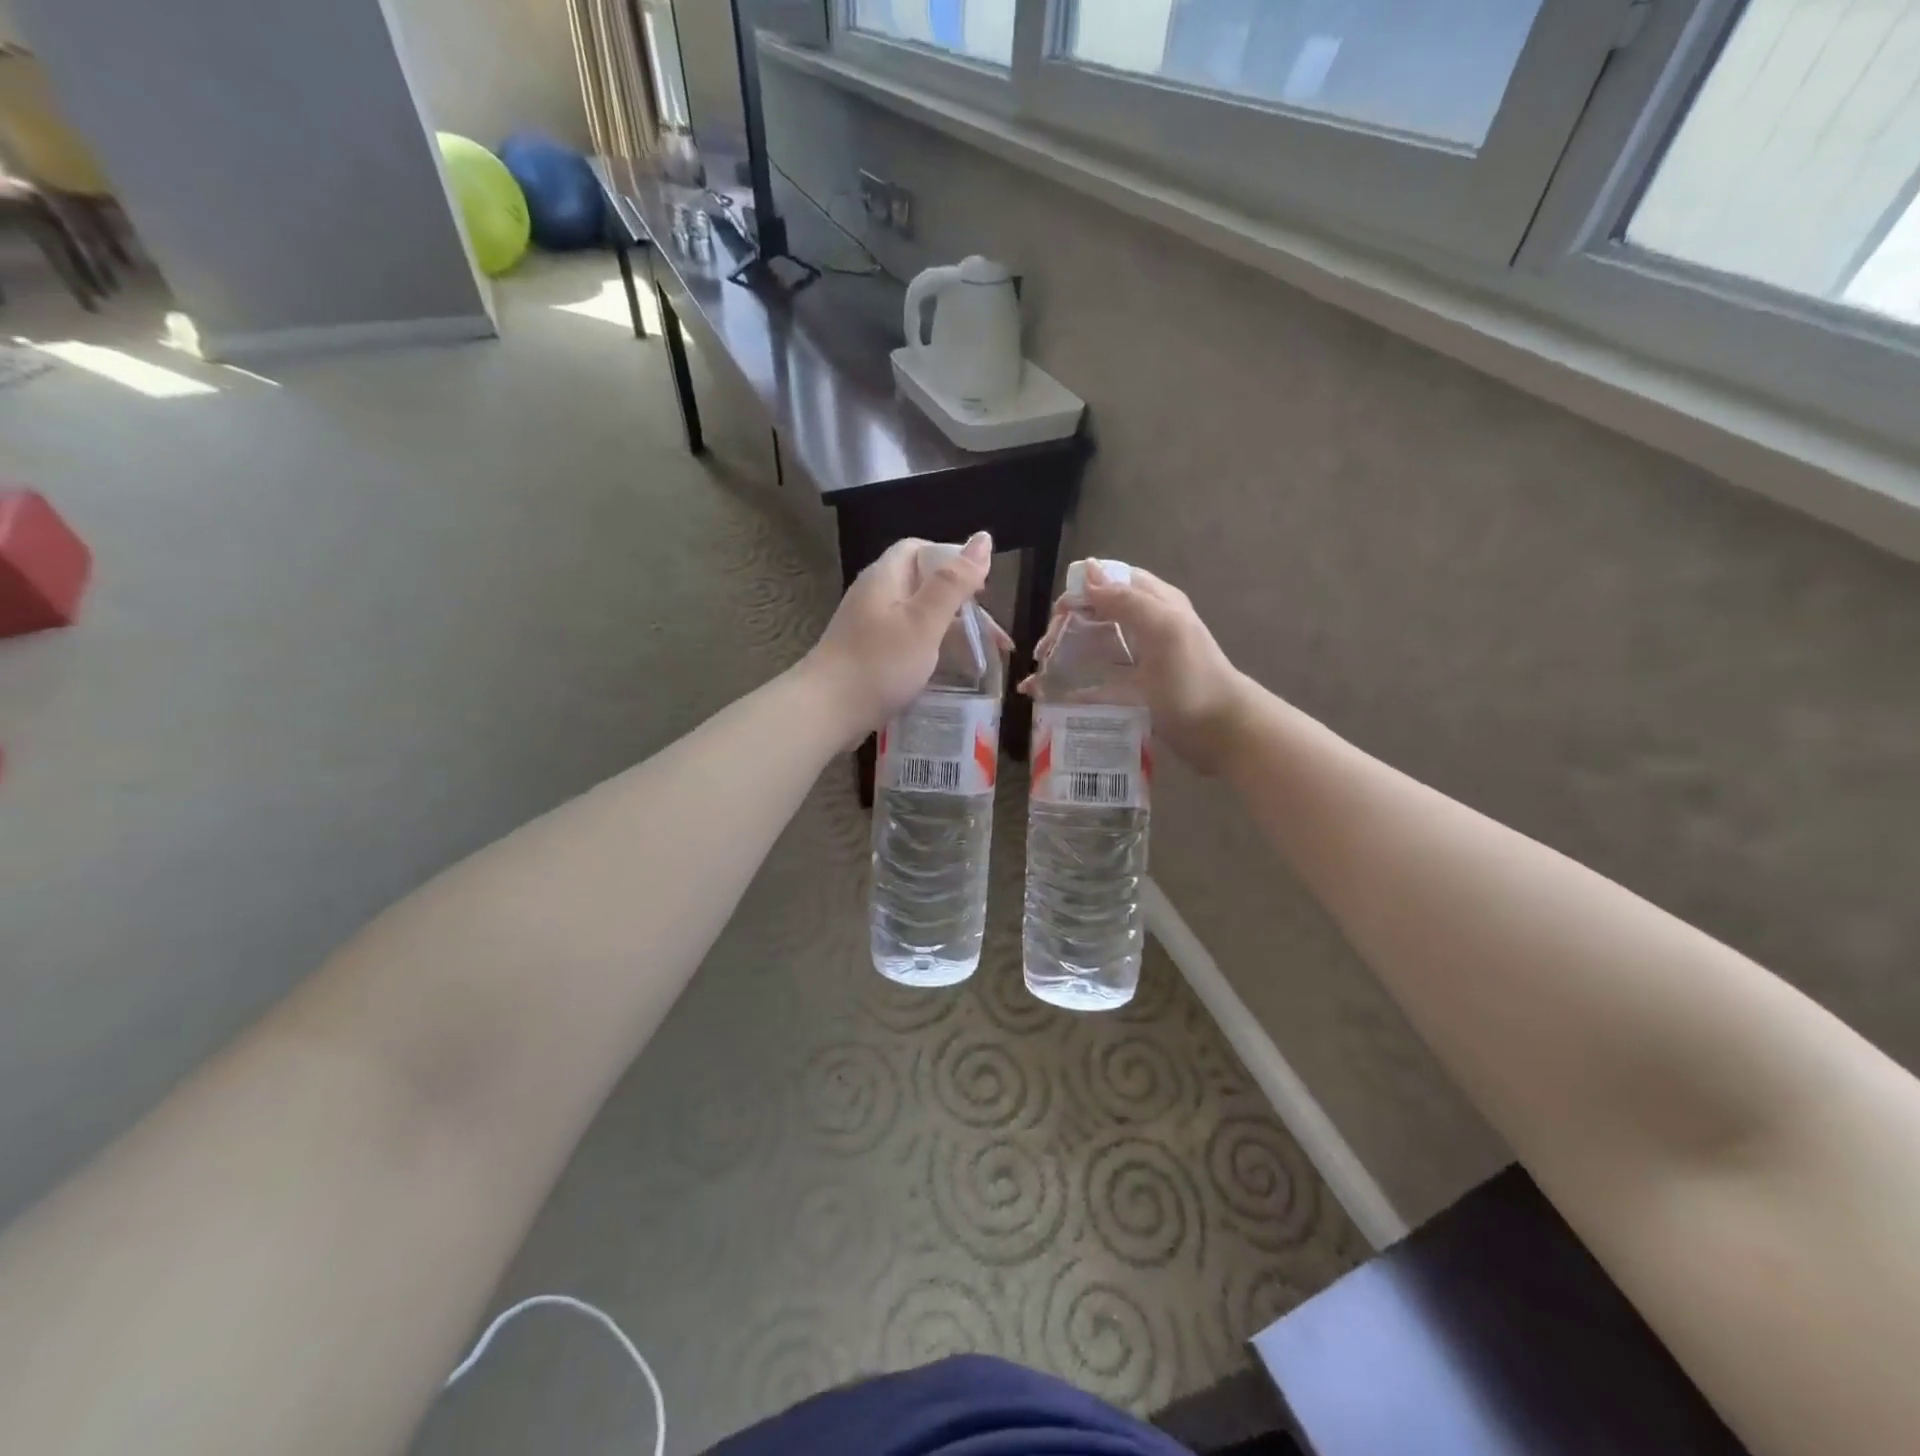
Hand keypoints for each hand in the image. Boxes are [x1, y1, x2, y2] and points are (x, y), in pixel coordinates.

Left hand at [801, 532, 1008, 743]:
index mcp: (885, 577)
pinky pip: (907, 643)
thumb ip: (954, 582)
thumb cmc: (879, 663)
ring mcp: (869, 628)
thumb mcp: (924, 621)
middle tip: (991, 635)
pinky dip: (932, 652)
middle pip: (923, 585)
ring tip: (981, 658)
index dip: (953, 561)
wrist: (825, 712)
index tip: (981, 588)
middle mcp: (875, 596)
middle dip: (961, 605)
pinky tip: (948, 672)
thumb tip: (983, 539)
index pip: (920, 549)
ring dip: (951, 632)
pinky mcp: (868, 656)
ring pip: (918, 618)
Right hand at [1022, 560, 1255, 774]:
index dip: (1081, 592)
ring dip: (1062, 657)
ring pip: (1091, 649)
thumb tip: (1086, 571)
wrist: (1221, 733)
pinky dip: (1068, 689)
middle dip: (1065, 627)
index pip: (1110, 582)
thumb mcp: (1163, 630)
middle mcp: (1144, 628)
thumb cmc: (1192, 679)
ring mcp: (1137, 662)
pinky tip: (1045, 697)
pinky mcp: (1131, 693)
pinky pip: (1093, 685)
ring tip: (1037, 675)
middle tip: (1044, 652)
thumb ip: (1126, 600)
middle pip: (1095, 615)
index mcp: (1155, 604)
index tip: (1058, 616)